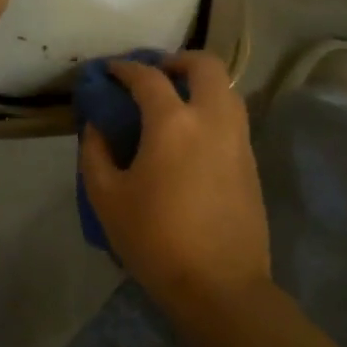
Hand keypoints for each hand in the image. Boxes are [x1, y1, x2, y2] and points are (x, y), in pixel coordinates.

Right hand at [79, 53, 272, 314]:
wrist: (219, 286)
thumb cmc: (155, 240)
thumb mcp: (107, 198)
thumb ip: (95, 153)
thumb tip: (97, 127)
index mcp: (173, 123)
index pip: (148, 77)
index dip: (125, 68)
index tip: (110, 70)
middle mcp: (212, 119)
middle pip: (206, 65)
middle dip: (178, 60)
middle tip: (155, 75)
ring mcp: (239, 140)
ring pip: (227, 90)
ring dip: (201, 84)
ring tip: (175, 104)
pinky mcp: (252, 163)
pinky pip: (233, 119)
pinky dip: (213, 111)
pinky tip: (192, 137)